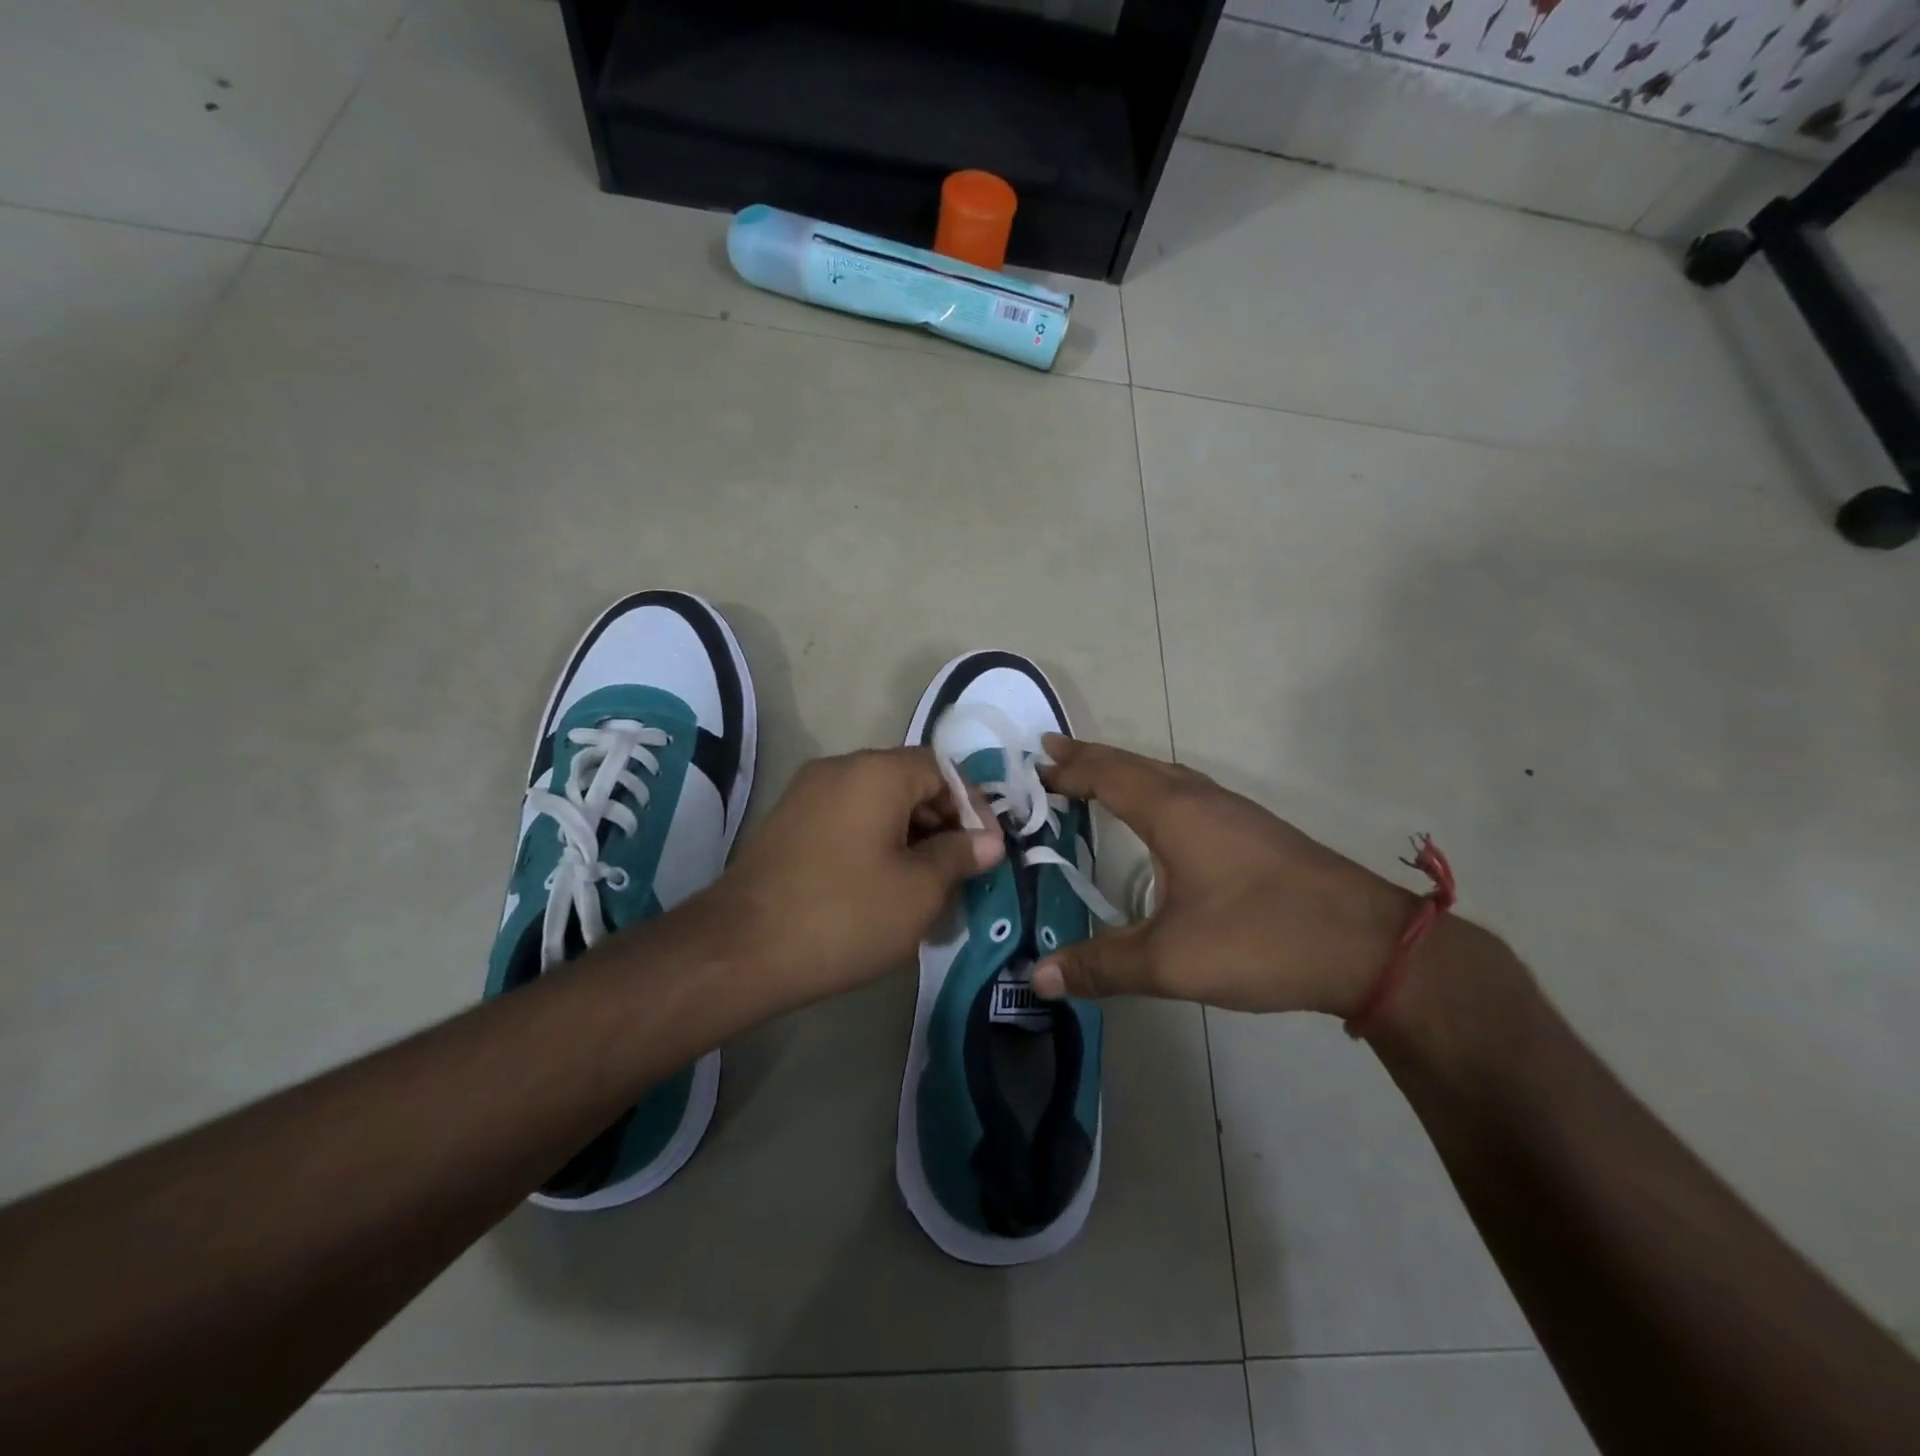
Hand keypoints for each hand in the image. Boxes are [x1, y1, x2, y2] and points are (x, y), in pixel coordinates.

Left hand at [699, 747, 1001, 1009]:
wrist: (742, 950)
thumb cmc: (845, 914)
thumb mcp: (918, 890)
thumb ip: (959, 855)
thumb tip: (988, 840)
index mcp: (876, 772)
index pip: (942, 769)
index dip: (972, 806)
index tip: (987, 849)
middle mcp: (839, 768)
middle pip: (908, 781)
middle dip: (941, 822)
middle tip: (961, 869)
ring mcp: (806, 794)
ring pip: (876, 802)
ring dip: (909, 835)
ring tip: (926, 883)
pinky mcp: (786, 824)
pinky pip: (846, 819)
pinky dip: (874, 842)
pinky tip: (882, 885)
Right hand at [1032, 737, 1416, 1015]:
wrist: (1370, 946)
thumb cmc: (1261, 937)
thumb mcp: (1172, 961)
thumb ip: (1102, 966)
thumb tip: (1038, 977)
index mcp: (1173, 810)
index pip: (1105, 774)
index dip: (1067, 768)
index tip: (1032, 763)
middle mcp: (1200, 798)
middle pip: (1133, 764)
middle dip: (1089, 759)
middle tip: (1051, 757)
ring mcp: (1232, 812)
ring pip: (1163, 775)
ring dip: (1123, 771)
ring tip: (1092, 779)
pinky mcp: (1253, 831)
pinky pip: (1185, 793)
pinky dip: (1152, 791)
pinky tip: (1157, 818)